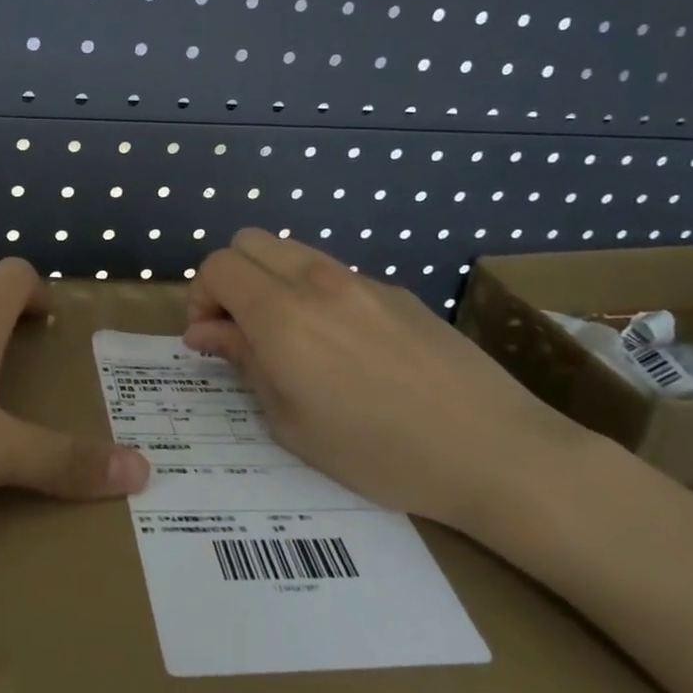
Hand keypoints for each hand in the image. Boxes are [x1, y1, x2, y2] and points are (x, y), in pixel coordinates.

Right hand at [184, 229, 583, 533]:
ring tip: (287, 336)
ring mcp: (361, 280)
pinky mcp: (396, 291)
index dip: (199, 297)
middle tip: (238, 330)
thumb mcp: (291, 422)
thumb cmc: (378, 452)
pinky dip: (312, 292)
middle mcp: (316, 281)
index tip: (208, 339)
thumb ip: (243, 363)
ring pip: (291, 250)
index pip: (217, 265)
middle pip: (248, 241)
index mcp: (282, 314)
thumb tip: (206, 333)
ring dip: (269, 280)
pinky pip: (333, 273)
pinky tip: (342, 346)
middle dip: (228, 278)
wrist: (493, 450)